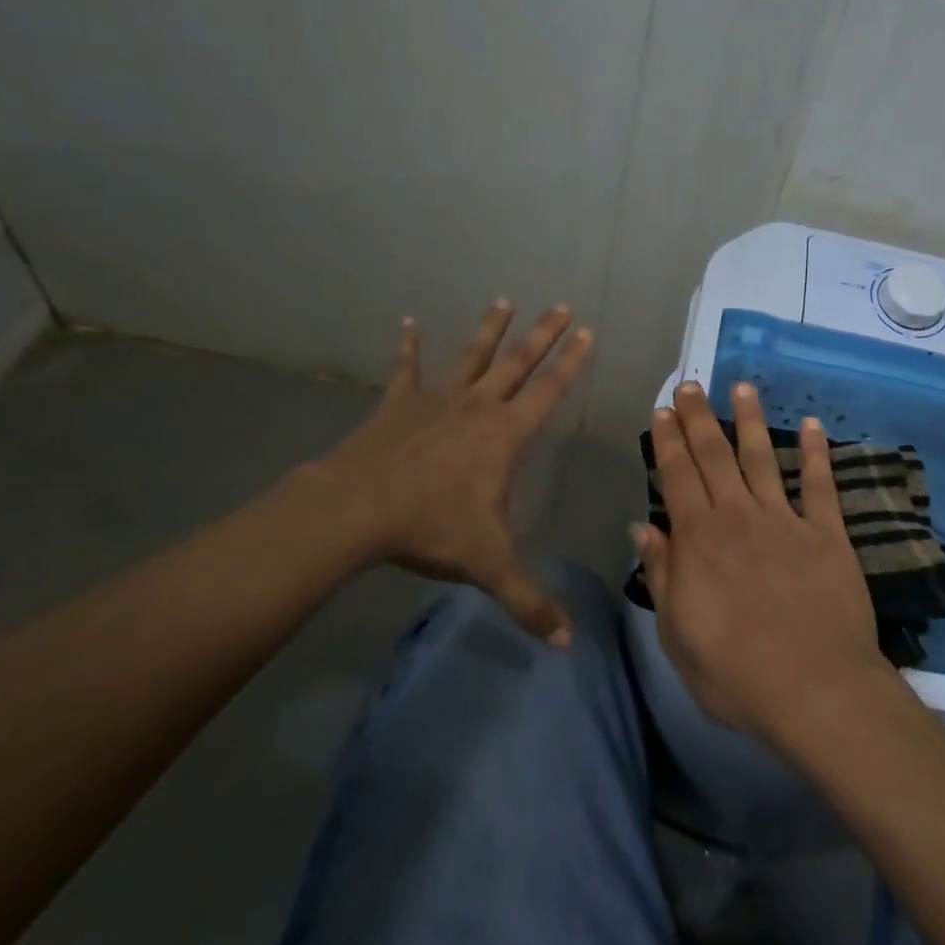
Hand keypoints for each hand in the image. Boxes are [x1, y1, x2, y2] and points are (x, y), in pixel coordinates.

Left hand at [308, 301, 592, 643]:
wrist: (358, 510)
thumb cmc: (431, 528)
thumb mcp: (489, 566)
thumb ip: (529, 601)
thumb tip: (566, 644)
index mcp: (505, 436)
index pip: (548, 392)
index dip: (571, 362)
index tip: (586, 332)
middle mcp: (477, 408)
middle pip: (517, 363)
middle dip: (542, 335)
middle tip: (560, 304)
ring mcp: (436, 400)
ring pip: (471, 357)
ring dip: (489, 330)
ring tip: (503, 301)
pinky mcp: (399, 404)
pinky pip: (406, 369)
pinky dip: (408, 346)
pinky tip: (407, 322)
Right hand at [634, 379, 891, 744]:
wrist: (815, 691)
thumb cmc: (736, 673)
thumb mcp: (678, 635)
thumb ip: (662, 575)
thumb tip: (643, 528)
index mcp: (700, 539)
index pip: (678, 476)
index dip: (668, 441)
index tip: (663, 410)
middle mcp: (739, 517)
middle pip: (715, 456)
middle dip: (699, 418)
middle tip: (691, 385)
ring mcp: (786, 521)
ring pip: (763, 458)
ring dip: (750, 420)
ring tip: (741, 388)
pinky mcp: (827, 534)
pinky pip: (820, 485)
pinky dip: (817, 453)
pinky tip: (813, 425)